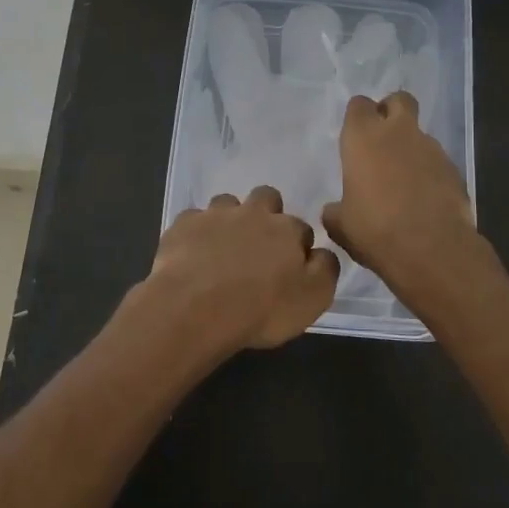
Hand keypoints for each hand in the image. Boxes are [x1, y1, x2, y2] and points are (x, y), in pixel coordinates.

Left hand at [144, 185, 340, 351]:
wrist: (195, 307)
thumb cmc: (261, 309)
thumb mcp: (312, 299)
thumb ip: (325, 269)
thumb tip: (322, 252)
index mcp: (286, 229)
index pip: (301, 228)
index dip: (297, 246)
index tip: (290, 268)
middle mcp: (253, 213)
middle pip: (266, 198)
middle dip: (266, 214)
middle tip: (258, 247)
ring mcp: (215, 215)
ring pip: (227, 203)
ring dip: (229, 219)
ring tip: (222, 249)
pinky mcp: (183, 225)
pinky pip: (193, 220)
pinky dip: (196, 233)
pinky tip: (192, 254)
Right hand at [322, 92, 481, 304]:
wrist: (432, 250)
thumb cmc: (375, 230)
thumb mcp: (341, 225)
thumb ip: (335, 210)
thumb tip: (334, 210)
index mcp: (363, 138)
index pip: (359, 105)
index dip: (358, 116)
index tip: (355, 135)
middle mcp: (398, 133)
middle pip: (399, 100)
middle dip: (391, 111)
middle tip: (382, 138)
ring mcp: (431, 149)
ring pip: (420, 134)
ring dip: (411, 148)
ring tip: (403, 181)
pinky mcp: (454, 169)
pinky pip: (437, 161)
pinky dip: (429, 172)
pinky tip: (424, 199)